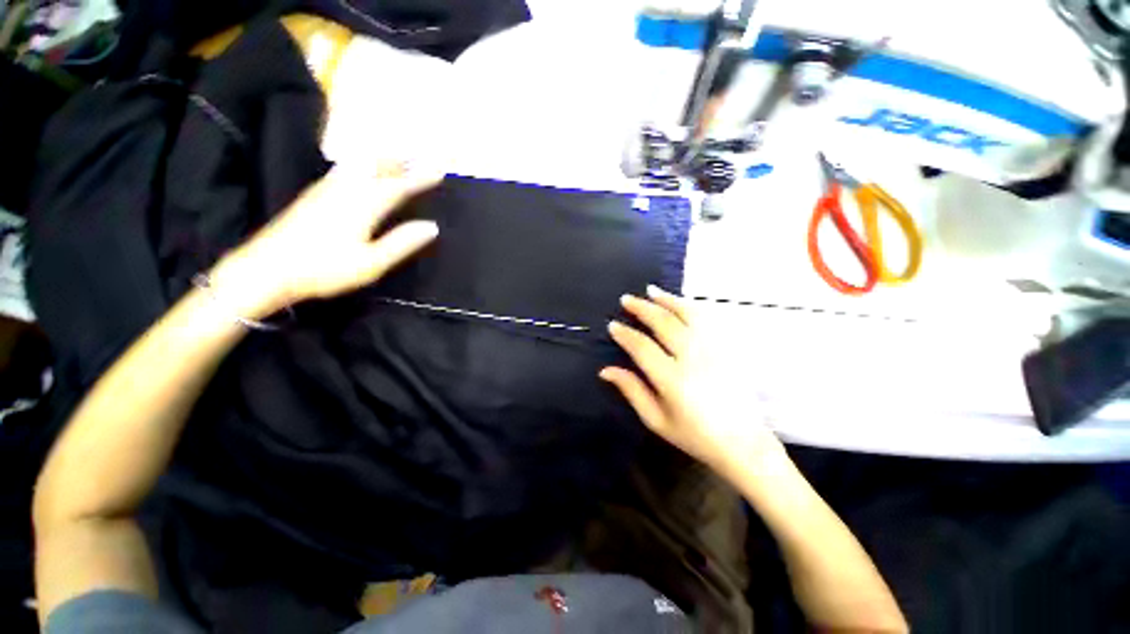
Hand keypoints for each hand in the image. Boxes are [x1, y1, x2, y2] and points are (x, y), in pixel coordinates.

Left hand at [212, 163, 442, 316]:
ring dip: (379, 158)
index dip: (419, 178)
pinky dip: (359, 164)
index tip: (438, 171)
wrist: (266, 269)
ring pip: (358, 165)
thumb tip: (432, 227)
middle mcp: (346, 190)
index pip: (398, 186)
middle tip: (417, 153)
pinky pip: (343, 170)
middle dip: (399, 160)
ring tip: (394, 155)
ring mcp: (326, 190)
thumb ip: (402, 243)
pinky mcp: (312, 195)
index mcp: (364, 205)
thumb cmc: (325, 269)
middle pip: (376, 167)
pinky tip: (357, 167)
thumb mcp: (372, 263)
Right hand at [600, 286, 784, 479]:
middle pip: (663, 323)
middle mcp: (693, 358)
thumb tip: (605, 370)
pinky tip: (679, 302)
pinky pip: (706, 319)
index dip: (625, 334)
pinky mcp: (726, 348)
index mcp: (672, 380)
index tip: (613, 325)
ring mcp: (713, 349)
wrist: (743, 442)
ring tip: (651, 290)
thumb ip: (631, 390)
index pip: (642, 347)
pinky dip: (689, 306)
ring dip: (666, 300)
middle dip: (642, 308)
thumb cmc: (695, 435)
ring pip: (687, 315)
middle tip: (627, 299)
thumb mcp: (656, 420)